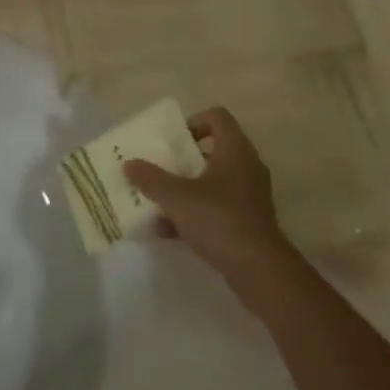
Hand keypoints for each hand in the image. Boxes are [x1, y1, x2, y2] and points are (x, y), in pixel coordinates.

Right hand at [124, 107, 292, 286]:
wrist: (261, 272)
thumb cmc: (219, 220)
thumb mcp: (177, 197)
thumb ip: (151, 179)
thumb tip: (129, 164)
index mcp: (234, 150)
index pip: (217, 117)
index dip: (194, 121)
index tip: (173, 140)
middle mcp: (246, 167)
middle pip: (212, 150)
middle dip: (183, 159)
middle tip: (161, 167)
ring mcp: (249, 197)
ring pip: (213, 182)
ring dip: (186, 189)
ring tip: (159, 200)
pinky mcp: (249, 223)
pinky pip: (217, 208)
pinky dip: (195, 214)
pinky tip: (168, 230)